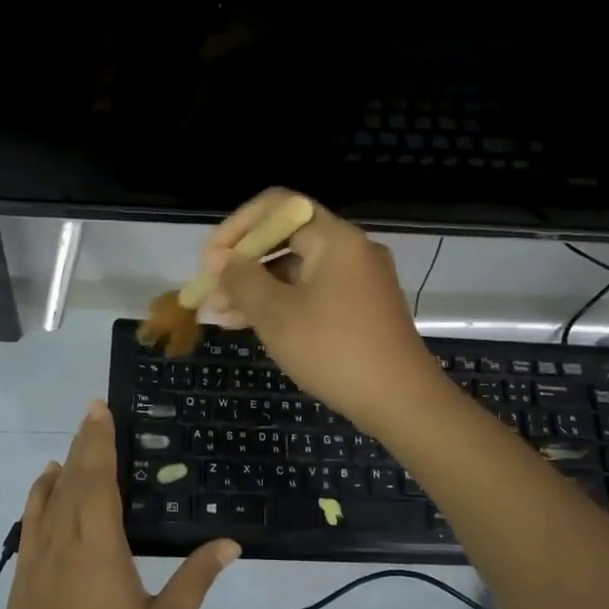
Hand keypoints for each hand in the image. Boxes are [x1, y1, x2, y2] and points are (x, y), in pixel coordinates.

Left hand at [0, 401, 238, 608]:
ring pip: (47, 499)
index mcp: (99, 547)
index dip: (100, 442)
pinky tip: (45, 490)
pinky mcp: (21, 580)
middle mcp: (63, 543)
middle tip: (93, 411)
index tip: (101, 410)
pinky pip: (30, 524)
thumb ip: (196, 579)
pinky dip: (38, 499)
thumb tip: (230, 543)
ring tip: (74, 446)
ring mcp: (36, 561)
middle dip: (84, 443)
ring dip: (62, 468)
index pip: (99, 479)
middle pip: (73, 480)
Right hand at [202, 189, 447, 434]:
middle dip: (241, 264)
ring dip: (254, 289)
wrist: (401, 402)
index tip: (211, 259)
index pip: (277, 206)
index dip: (238, 226)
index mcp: (334, 238)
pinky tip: (244, 325)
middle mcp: (349, 250)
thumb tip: (218, 258)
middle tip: (208, 291)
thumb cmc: (334, 350)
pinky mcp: (358, 309)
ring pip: (294, 272)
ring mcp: (356, 281)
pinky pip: (310, 294)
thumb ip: (242, 280)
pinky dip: (279, 304)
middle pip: (284, 239)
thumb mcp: (277, 314)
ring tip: (216, 316)